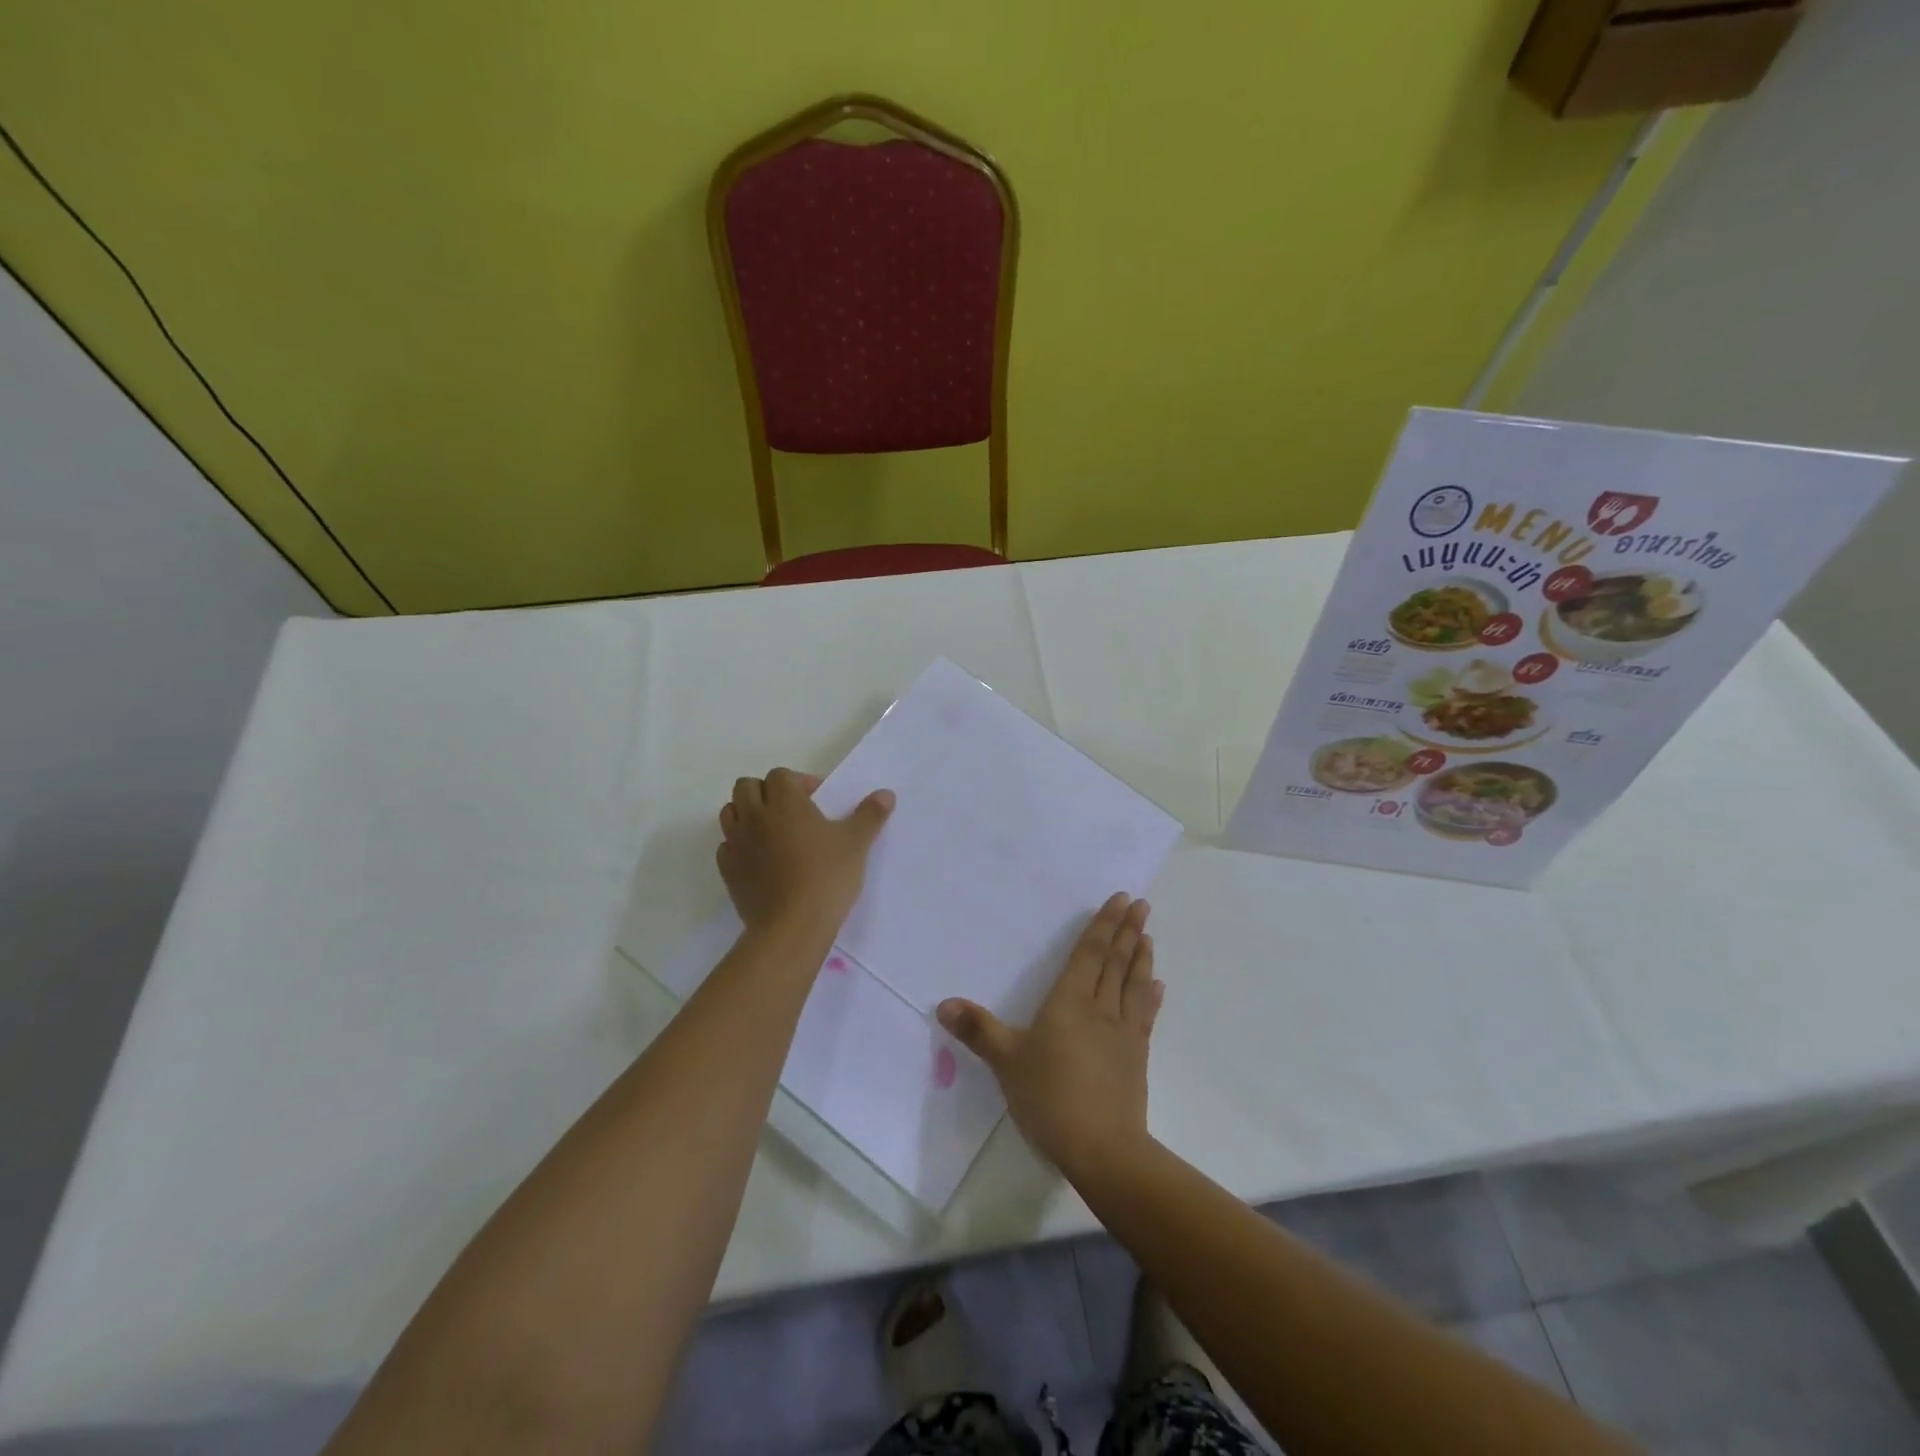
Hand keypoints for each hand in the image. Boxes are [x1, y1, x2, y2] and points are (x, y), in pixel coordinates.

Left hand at [717, 768, 894, 937]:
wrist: (792, 927)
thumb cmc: (826, 877)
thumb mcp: (856, 843)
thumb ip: (870, 815)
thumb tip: (886, 794)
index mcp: (784, 802)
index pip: (780, 775)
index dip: (799, 783)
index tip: (818, 801)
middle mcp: (754, 816)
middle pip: (747, 787)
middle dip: (767, 792)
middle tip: (792, 812)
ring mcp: (736, 843)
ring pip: (730, 812)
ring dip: (747, 814)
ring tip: (773, 832)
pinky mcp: (728, 870)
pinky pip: (726, 846)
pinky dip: (739, 845)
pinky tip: (760, 860)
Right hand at [937, 893, 1160, 1182]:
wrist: (1101, 1148)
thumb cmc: (1049, 1097)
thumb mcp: (1006, 1062)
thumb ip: (978, 1030)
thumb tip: (944, 1004)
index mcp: (1069, 1002)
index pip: (1089, 953)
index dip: (1103, 925)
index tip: (1121, 899)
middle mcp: (1100, 1008)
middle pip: (1115, 962)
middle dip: (1127, 930)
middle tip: (1141, 904)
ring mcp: (1123, 1033)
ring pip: (1133, 984)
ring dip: (1141, 957)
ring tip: (1147, 934)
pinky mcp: (1136, 1057)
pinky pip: (1144, 1017)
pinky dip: (1150, 998)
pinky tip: (1157, 987)